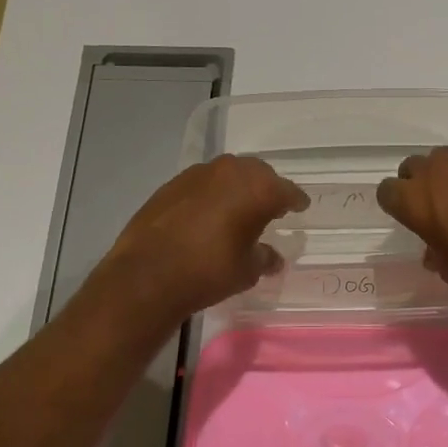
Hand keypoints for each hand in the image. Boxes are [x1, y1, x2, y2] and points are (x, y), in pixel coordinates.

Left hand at [93, 156, 307, 328]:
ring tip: (238, 210)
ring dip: (237, 188)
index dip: (296, 201)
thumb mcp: (247, 271)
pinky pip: (203, 183)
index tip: (300, 208)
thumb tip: (273, 257)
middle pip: (259, 174)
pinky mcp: (172, 183)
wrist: (147, 274)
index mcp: (259, 189)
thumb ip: (264, 258)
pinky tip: (207, 215)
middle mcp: (231, 172)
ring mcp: (198, 174)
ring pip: (228, 174)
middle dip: (267, 188)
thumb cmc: (209, 271)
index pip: (287, 191)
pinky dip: (211, 194)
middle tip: (269, 208)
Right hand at [376, 148, 447, 304]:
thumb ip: (435, 254)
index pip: (387, 191)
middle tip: (432, 208)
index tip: (407, 219)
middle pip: (414, 166)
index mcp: (417, 199)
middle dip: (417, 183)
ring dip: (447, 177)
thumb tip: (434, 249)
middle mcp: (439, 172)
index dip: (395, 205)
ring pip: (446, 160)